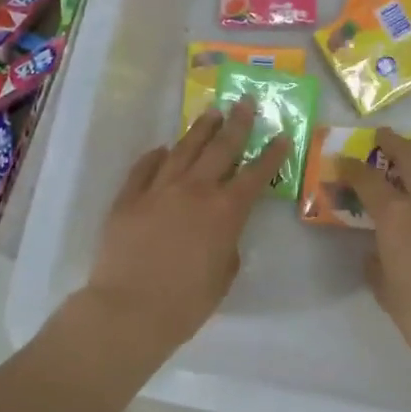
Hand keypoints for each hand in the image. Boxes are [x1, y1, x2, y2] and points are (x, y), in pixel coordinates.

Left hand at [81, 99, 288, 353]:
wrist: (129, 310)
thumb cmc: (186, 303)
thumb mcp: (223, 276)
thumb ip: (228, 246)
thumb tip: (222, 231)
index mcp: (225, 211)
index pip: (255, 175)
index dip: (272, 155)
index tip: (282, 136)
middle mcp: (194, 190)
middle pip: (220, 148)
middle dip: (237, 124)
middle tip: (245, 102)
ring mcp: (158, 190)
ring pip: (182, 149)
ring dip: (199, 129)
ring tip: (211, 112)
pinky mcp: (128, 198)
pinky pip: (144, 168)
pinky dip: (156, 156)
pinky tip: (163, 149)